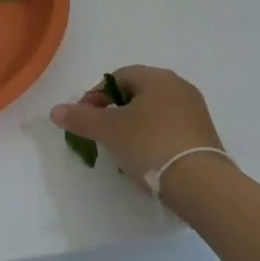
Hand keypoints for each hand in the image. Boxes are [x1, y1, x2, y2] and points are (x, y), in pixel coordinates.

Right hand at [49, 66, 221, 186]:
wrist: (201, 183)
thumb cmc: (150, 145)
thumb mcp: (109, 130)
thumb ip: (80, 117)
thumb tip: (55, 110)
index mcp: (157, 77)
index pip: (117, 77)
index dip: (96, 96)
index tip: (86, 120)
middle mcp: (179, 86)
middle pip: (136, 93)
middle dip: (115, 113)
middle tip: (103, 136)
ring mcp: (195, 111)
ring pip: (153, 113)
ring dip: (134, 127)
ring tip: (124, 152)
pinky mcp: (204, 135)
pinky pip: (170, 129)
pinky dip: (154, 139)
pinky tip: (147, 160)